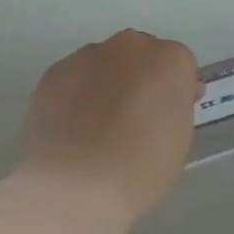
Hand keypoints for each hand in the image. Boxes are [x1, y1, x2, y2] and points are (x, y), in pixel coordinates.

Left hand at [15, 30, 200, 228]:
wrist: (73, 186)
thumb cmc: (140, 169)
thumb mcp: (178, 139)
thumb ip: (174, 107)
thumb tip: (162, 99)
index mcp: (170, 60)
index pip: (179, 66)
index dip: (174, 92)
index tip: (168, 119)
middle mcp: (130, 46)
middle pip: (141, 55)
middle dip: (140, 79)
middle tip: (134, 120)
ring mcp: (88, 56)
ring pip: (104, 64)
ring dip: (106, 84)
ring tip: (96, 129)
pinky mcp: (54, 72)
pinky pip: (74, 79)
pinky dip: (75, 96)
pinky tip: (72, 130)